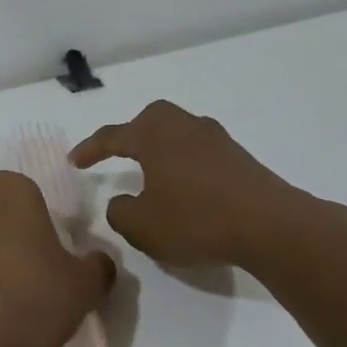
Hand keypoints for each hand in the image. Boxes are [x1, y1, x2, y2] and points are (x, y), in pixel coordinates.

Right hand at [71, 100, 346, 269]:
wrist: (272, 226)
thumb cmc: (197, 220)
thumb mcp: (142, 226)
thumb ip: (120, 212)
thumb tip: (122, 202)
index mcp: (154, 135)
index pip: (112, 136)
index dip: (90, 149)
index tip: (74, 161)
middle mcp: (184, 126)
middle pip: (150, 120)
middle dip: (131, 135)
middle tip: (118, 155)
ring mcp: (216, 139)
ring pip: (177, 134)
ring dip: (160, 150)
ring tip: (153, 175)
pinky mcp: (239, 158)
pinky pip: (199, 152)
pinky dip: (184, 164)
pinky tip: (186, 189)